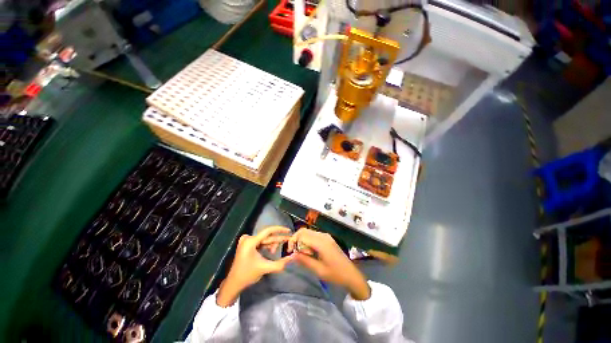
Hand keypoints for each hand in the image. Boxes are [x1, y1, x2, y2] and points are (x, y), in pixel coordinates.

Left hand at [217, 226, 293, 306]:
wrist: (233, 283)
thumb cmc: (247, 275)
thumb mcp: (265, 268)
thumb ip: (280, 263)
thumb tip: (292, 257)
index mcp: (250, 241)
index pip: (268, 231)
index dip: (279, 230)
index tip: (288, 230)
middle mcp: (248, 238)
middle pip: (267, 236)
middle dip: (277, 240)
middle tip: (288, 241)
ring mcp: (246, 241)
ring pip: (264, 239)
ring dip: (272, 244)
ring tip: (275, 251)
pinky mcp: (246, 245)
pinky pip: (260, 242)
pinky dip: (266, 246)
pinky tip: (271, 251)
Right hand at [288, 228, 370, 299]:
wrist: (351, 274)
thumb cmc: (335, 274)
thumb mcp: (318, 270)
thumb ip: (304, 261)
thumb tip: (291, 254)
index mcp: (321, 242)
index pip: (302, 234)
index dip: (293, 241)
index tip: (289, 252)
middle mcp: (323, 236)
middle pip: (304, 231)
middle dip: (296, 239)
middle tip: (294, 252)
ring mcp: (326, 236)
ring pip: (309, 233)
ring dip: (302, 240)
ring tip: (302, 254)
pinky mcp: (327, 238)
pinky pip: (314, 236)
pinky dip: (308, 241)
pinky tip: (310, 252)